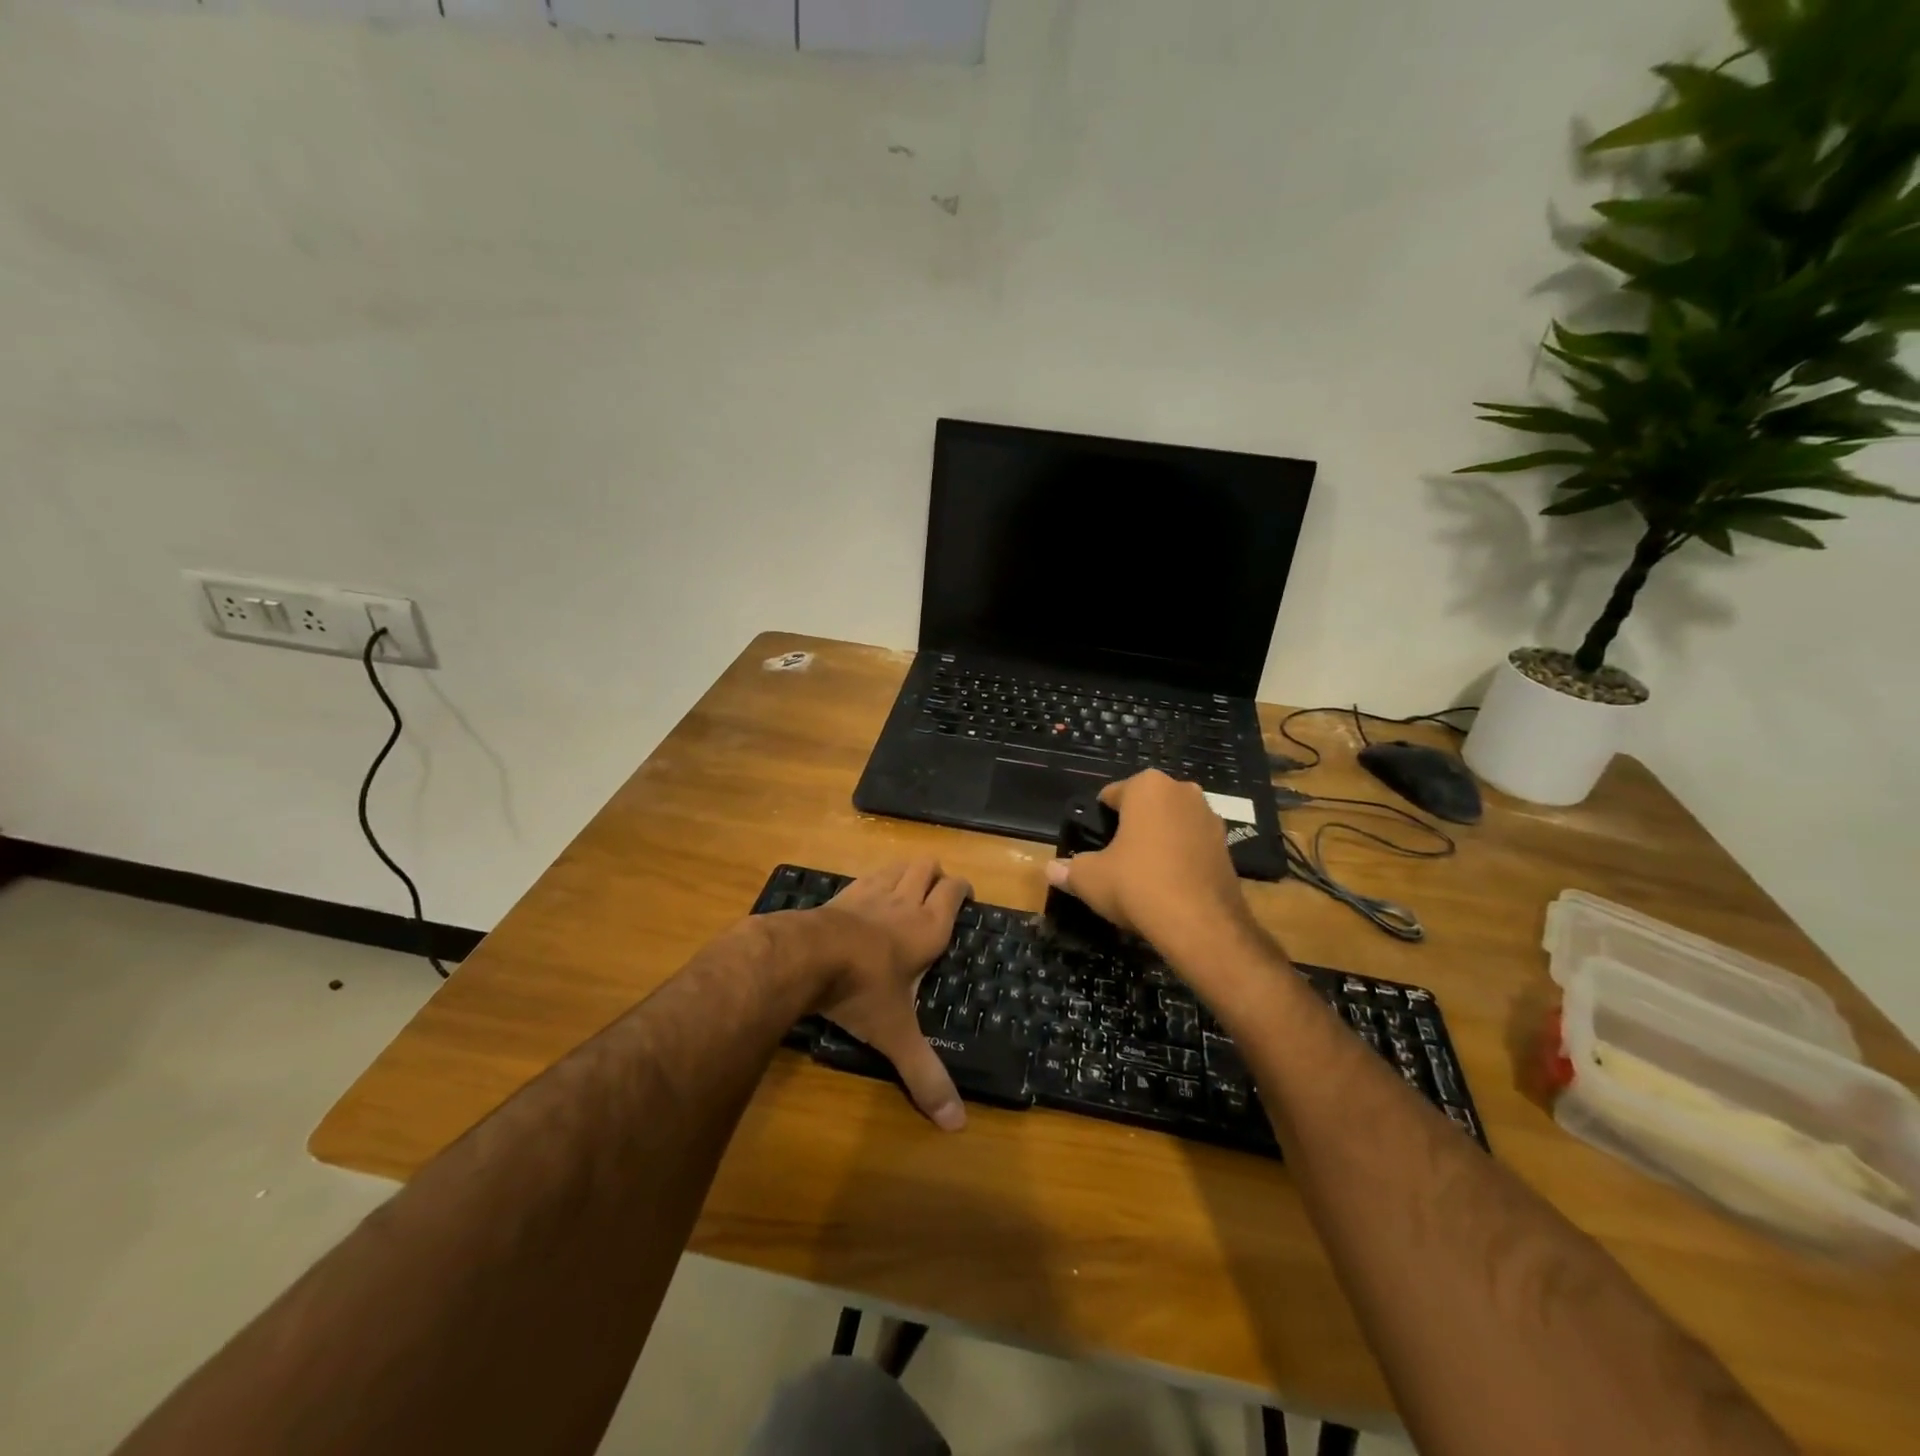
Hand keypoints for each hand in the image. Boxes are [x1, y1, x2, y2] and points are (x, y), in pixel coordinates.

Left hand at [807, 858, 971, 1130]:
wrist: (804, 956)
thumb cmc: (862, 990)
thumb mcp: (896, 1035)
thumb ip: (924, 1074)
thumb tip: (956, 1125)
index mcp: (928, 928)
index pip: (954, 892)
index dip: (962, 889)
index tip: (965, 896)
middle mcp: (903, 902)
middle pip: (926, 867)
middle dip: (935, 875)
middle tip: (936, 894)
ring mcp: (869, 893)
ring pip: (896, 867)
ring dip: (905, 873)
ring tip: (906, 890)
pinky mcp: (839, 894)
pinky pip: (864, 877)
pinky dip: (872, 882)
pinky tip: (864, 902)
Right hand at [1044, 771, 1261, 974]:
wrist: (1201, 924)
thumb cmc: (1137, 884)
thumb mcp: (1090, 878)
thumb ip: (1069, 869)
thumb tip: (1051, 869)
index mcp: (1148, 786)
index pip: (1111, 795)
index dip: (1098, 821)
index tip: (1092, 847)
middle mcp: (1183, 792)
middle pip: (1145, 807)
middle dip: (1131, 828)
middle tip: (1114, 861)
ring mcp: (1211, 818)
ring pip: (1171, 825)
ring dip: (1157, 842)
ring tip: (1141, 876)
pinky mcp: (1228, 847)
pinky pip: (1192, 846)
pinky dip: (1179, 859)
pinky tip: (1167, 887)